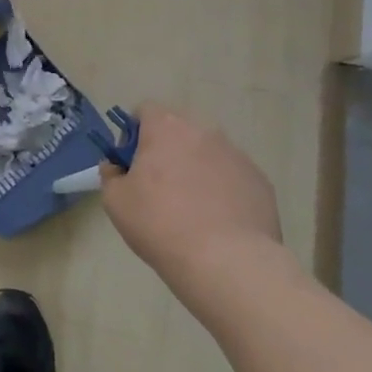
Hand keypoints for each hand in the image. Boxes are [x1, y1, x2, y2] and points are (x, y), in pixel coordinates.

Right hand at [99, 103, 281, 273]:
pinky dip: (222, 190)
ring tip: (191, 209)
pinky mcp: (260, 181)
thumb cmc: (160, 223)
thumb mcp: (115, 201)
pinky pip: (232, 176)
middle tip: (157, 186)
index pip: (145, 110)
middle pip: (179, 130)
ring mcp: (237, 155)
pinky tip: (217, 221)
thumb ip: (111, 174)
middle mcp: (204, 131)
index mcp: (166, 128)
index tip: (131, 163)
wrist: (226, 260)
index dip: (133, 134)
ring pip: (207, 153)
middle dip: (166, 150)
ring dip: (195, 168)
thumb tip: (117, 167)